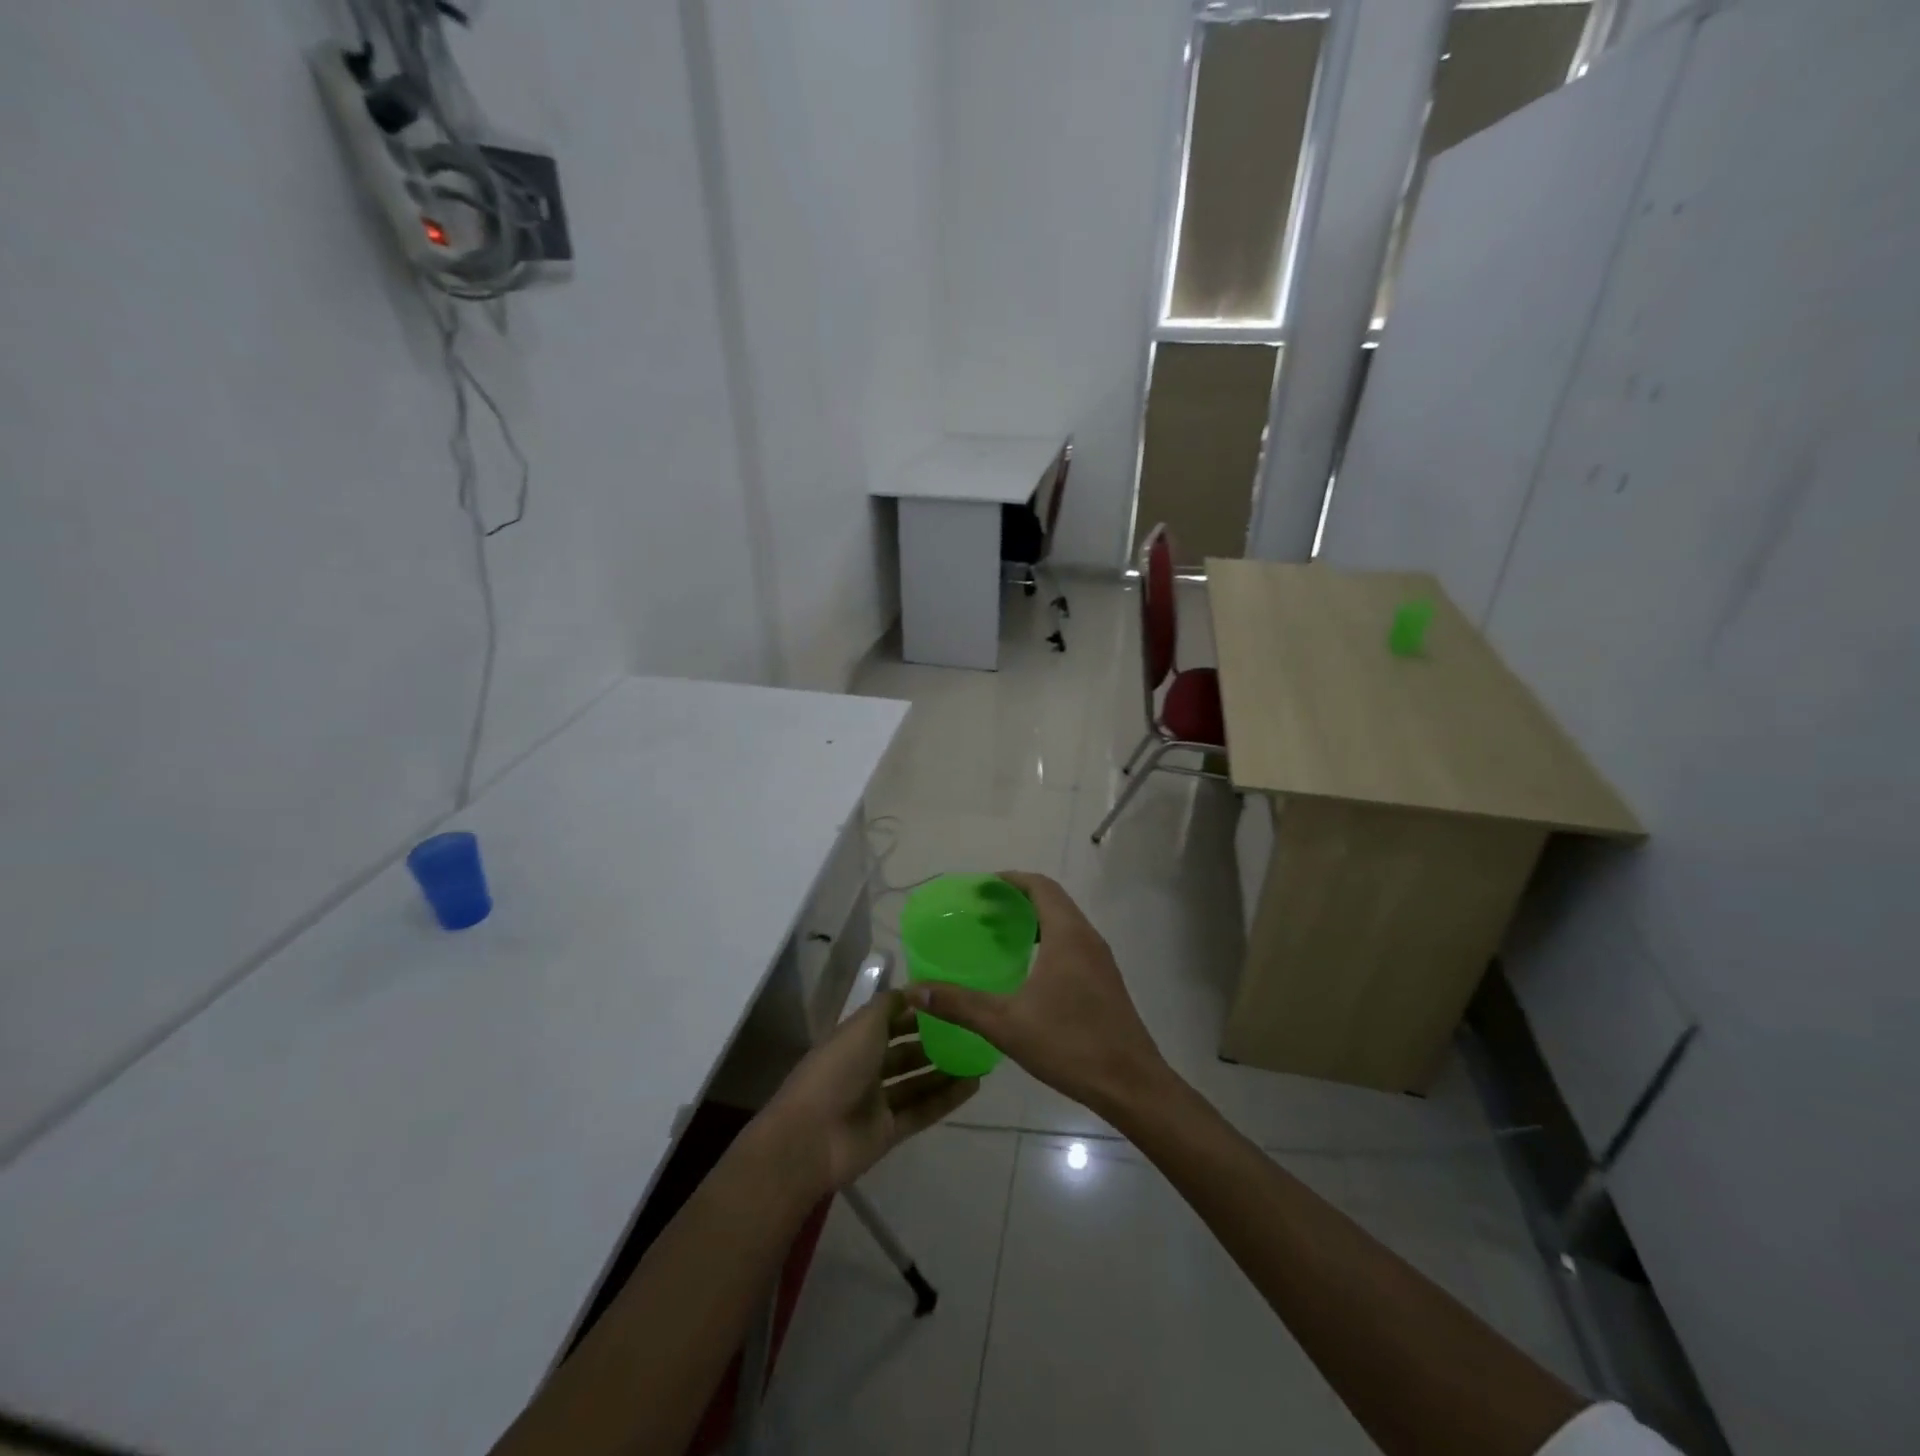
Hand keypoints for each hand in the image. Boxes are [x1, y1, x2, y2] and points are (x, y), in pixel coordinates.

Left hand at [759, 990, 978, 1192]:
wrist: (812, 1138)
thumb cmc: (836, 1070)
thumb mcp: (862, 1026)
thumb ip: (889, 1006)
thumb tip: (914, 989)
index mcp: (853, 1040)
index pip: (888, 1021)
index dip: (913, 1011)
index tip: (946, 1001)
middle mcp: (865, 1068)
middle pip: (903, 1052)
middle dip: (932, 1041)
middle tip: (968, 1030)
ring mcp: (877, 1102)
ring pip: (917, 1082)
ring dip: (944, 1070)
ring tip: (978, 1057)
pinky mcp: (890, 1131)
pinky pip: (923, 1110)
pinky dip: (946, 1098)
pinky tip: (973, 1085)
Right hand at [904, 871, 1168, 1120]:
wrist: (1132, 1084)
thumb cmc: (1069, 1044)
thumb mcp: (1006, 1024)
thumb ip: (959, 1004)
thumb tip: (914, 991)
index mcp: (1067, 935)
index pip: (1040, 886)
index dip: (1011, 879)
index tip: (982, 887)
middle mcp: (1088, 938)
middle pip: (1053, 900)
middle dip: (1019, 898)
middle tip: (983, 911)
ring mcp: (1101, 960)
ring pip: (1066, 923)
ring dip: (1036, 920)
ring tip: (1001, 936)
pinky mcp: (1106, 982)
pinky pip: (1074, 944)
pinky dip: (1049, 941)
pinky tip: (1028, 971)